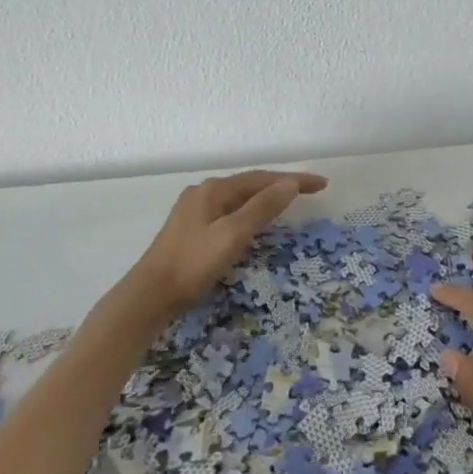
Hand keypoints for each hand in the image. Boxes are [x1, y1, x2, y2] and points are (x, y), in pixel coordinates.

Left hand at [122, 169, 328, 319]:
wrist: (150, 294)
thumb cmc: (193, 264)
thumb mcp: (232, 235)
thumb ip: (261, 208)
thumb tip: (290, 184)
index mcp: (214, 190)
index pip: (262, 178)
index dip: (293, 180)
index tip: (322, 184)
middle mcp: (204, 192)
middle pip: (250, 183)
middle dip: (281, 185)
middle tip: (311, 190)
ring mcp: (195, 209)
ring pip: (239, 196)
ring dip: (266, 196)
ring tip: (290, 200)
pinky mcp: (191, 227)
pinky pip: (229, 209)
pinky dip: (250, 209)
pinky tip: (255, 219)